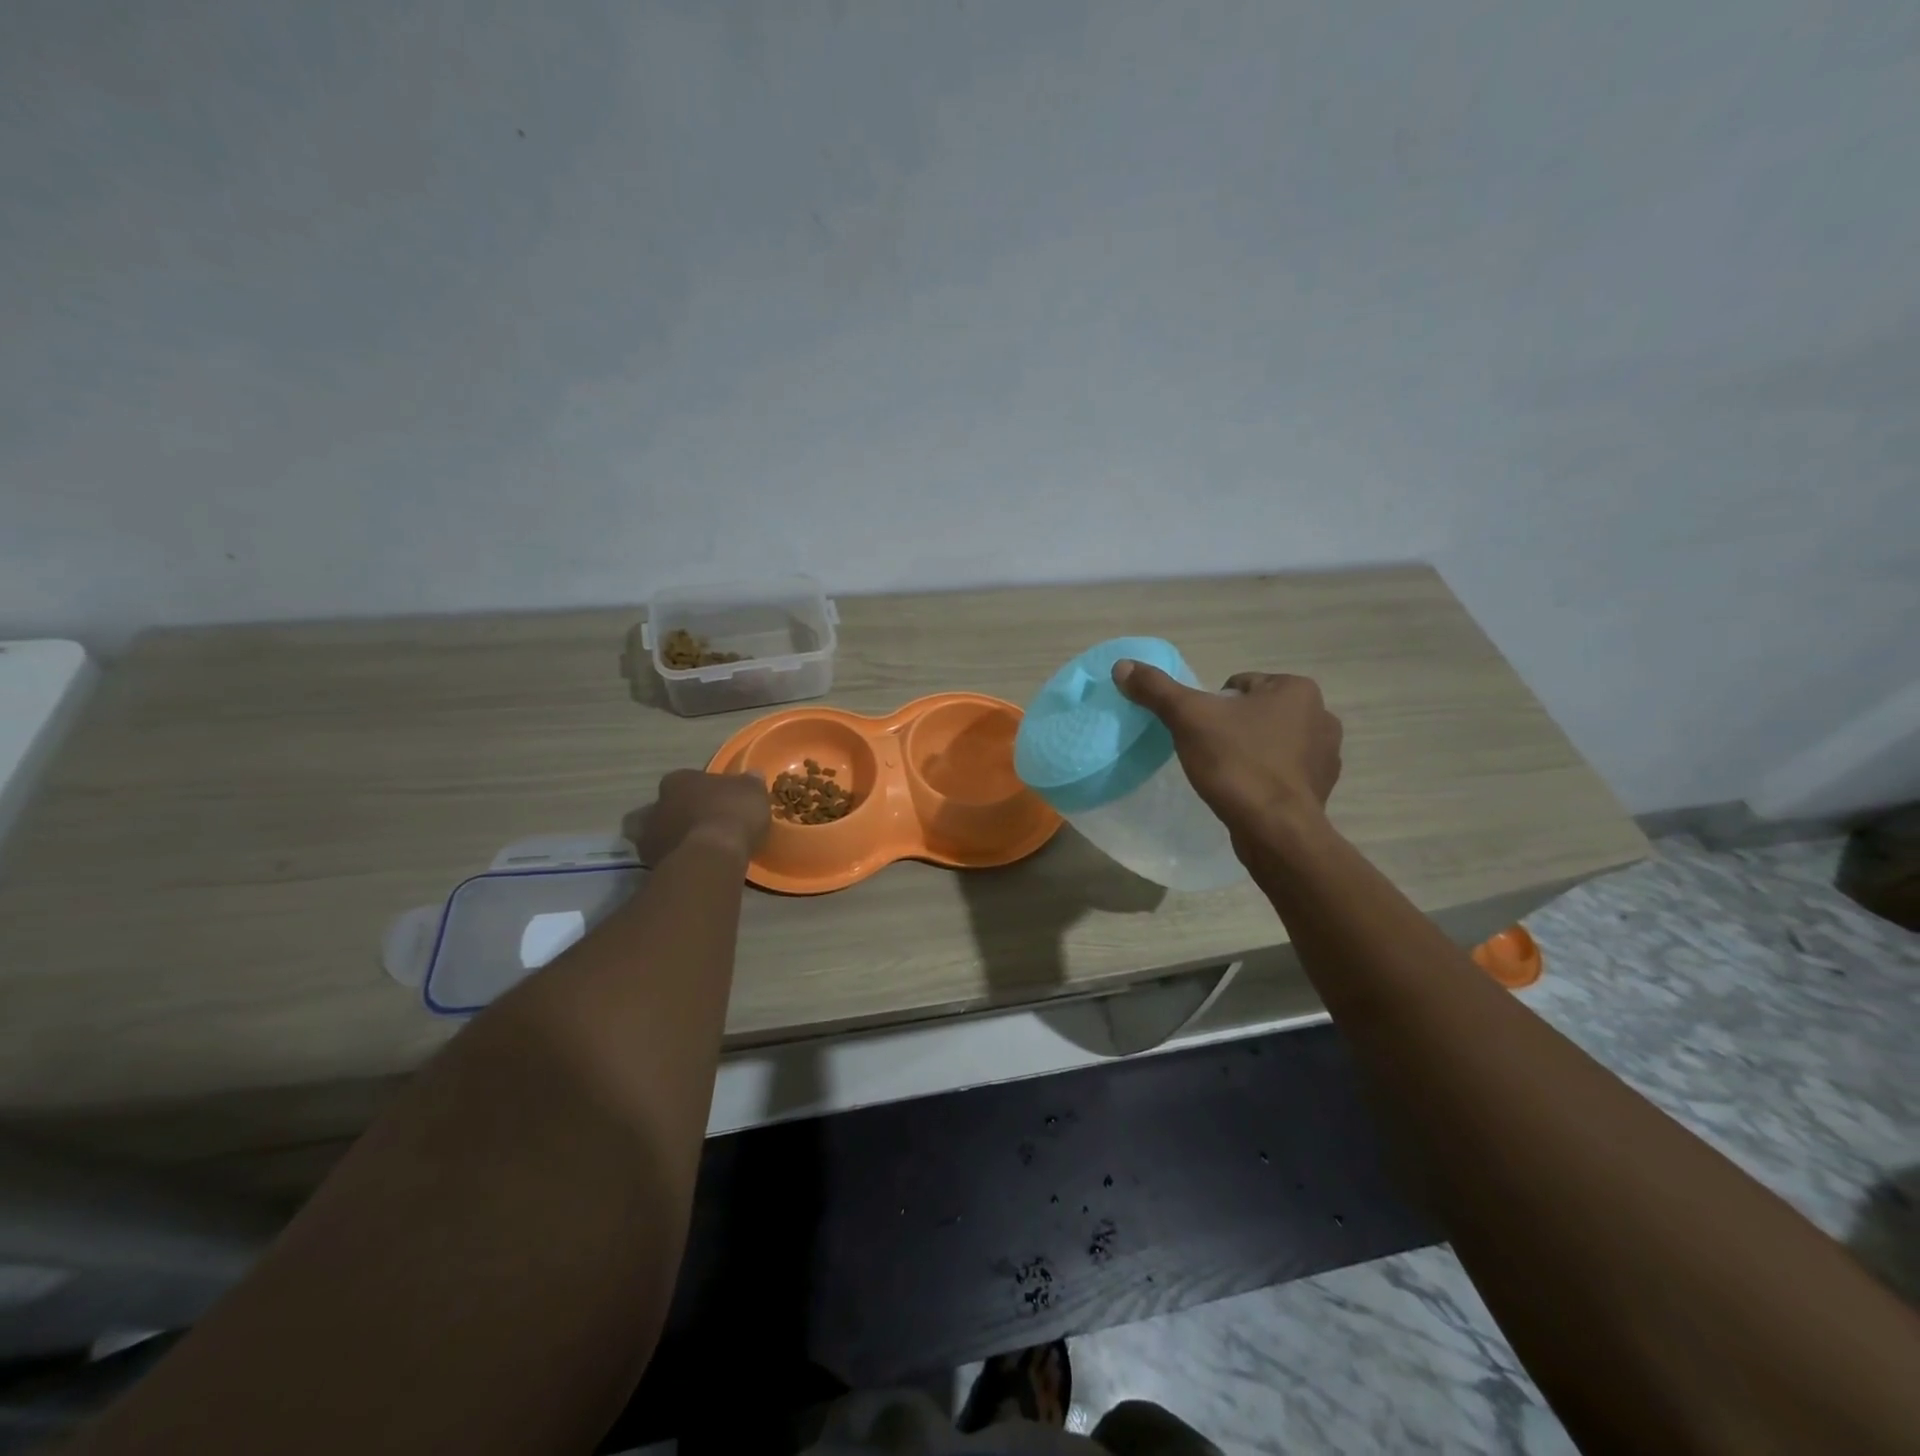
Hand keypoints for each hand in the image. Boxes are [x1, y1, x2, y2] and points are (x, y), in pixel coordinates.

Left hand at [626, 770, 769, 866]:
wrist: (713, 855)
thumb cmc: (732, 813)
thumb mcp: (753, 792)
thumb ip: (749, 784)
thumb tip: (753, 776)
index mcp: (678, 780)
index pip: (687, 780)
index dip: (702, 790)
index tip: (717, 800)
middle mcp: (657, 804)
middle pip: (667, 806)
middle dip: (680, 814)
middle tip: (702, 824)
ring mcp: (649, 836)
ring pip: (659, 834)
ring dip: (674, 839)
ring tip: (697, 849)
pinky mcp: (651, 863)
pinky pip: (664, 858)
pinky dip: (675, 860)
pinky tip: (693, 866)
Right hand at [1112, 662, 1342, 839]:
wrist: (1275, 830)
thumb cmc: (1236, 763)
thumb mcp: (1188, 718)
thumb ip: (1156, 689)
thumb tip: (1122, 666)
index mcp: (1297, 689)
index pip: (1240, 685)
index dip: (1212, 707)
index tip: (1201, 732)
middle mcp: (1321, 715)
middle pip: (1256, 712)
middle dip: (1234, 728)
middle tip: (1210, 753)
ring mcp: (1326, 755)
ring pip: (1271, 742)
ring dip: (1251, 752)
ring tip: (1227, 775)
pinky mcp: (1321, 789)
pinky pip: (1284, 772)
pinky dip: (1265, 778)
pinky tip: (1246, 794)